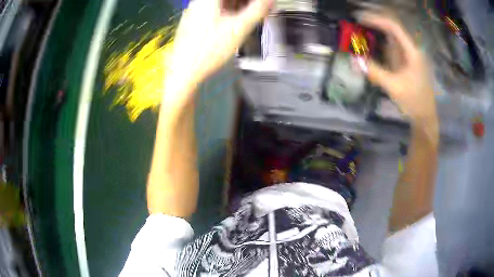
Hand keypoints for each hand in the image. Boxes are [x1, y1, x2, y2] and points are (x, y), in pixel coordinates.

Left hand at [166, 0, 271, 91]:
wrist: (184, 71)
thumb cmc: (210, 49)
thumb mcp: (240, 28)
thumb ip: (258, 10)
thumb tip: (270, 0)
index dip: (253, 0)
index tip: (263, 5)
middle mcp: (200, 2)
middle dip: (246, 2)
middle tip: (260, 10)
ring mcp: (195, 12)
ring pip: (222, 4)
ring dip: (239, 7)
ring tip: (252, 16)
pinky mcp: (194, 22)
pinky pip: (215, 11)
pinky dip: (229, 13)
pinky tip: (236, 23)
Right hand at [358, 12, 437, 130]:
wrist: (425, 117)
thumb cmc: (413, 101)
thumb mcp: (394, 87)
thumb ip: (374, 72)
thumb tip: (354, 60)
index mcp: (412, 52)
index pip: (394, 27)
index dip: (376, 20)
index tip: (359, 19)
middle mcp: (411, 49)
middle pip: (392, 29)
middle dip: (375, 24)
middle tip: (357, 22)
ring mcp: (409, 56)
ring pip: (392, 38)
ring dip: (377, 33)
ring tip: (360, 31)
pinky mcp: (406, 63)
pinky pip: (392, 48)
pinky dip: (380, 45)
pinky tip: (371, 45)